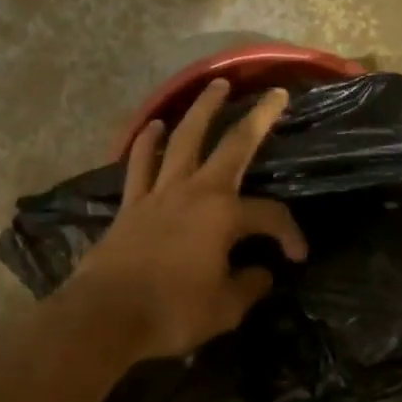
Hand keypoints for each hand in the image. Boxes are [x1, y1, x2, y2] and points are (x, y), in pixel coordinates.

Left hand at [65, 79, 307, 365]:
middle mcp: (195, 191)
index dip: (290, 234)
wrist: (105, 316)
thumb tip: (261, 273)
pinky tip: (155, 125)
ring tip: (216, 86)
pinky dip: (147, 141)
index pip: (270, 216)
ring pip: (184, 139)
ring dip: (202, 110)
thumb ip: (249, 286)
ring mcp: (160, 192)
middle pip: (233, 145)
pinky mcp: (132, 203)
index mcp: (224, 216)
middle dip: (258, 118)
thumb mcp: (225, 309)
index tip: (296, 256)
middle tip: (274, 93)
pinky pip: (141, 162)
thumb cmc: (171, 312)